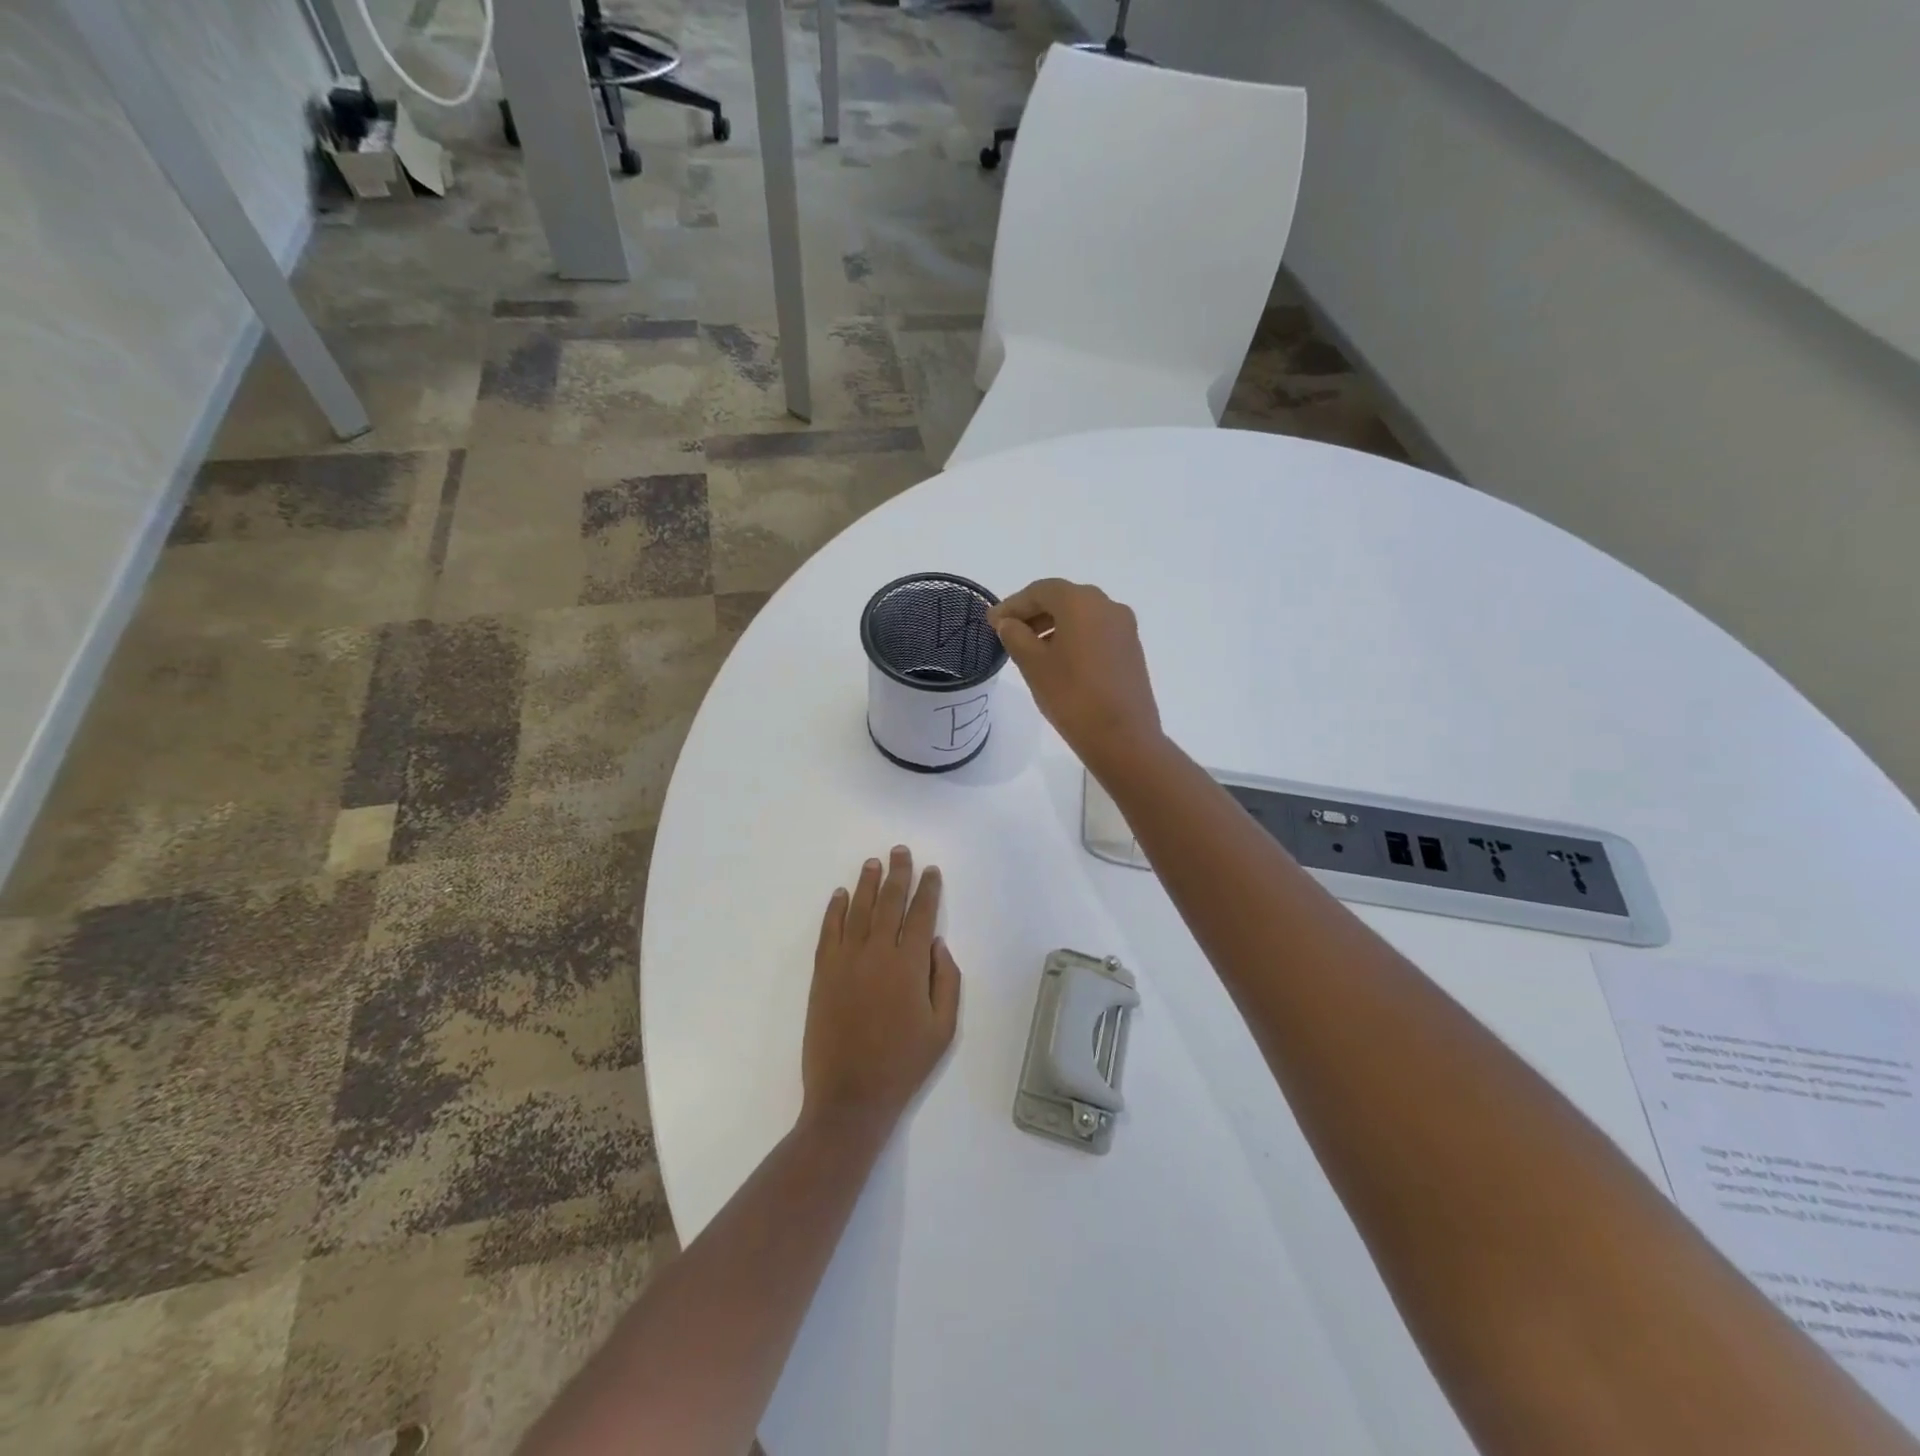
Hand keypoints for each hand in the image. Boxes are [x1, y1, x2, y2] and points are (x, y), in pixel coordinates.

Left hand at [802, 847, 961, 1133]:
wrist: (850, 1096)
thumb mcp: (943, 1029)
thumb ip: (947, 981)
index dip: (928, 890)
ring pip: (858, 910)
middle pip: (889, 903)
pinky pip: (828, 931)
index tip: (931, 870)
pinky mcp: (823, 973)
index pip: (921, 915)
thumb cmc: (903, 1064)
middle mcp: (877, 953)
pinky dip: (834, 910)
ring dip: (866, 883)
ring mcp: (846, 961)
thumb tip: (938, 943)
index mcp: (910, 966)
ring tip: (872, 862)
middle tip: (900, 851)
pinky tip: (839, 894)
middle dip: (897, 874)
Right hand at [987, 578, 1164, 772]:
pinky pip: (1096, 632)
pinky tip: (1059, 660)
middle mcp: (1107, 605)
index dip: (1013, 604)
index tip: (992, 622)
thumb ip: (1016, 636)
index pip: (1040, 591)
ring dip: (1054, 625)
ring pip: (1081, 616)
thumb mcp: (1033, 664)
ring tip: (1030, 649)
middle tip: (1008, 632)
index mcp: (1081, 602)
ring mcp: (1124, 627)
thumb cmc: (1072, 696)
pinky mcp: (1131, 649)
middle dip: (1033, 612)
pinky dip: (1074, 637)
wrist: (1123, 737)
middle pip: (1063, 599)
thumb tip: (1009, 623)